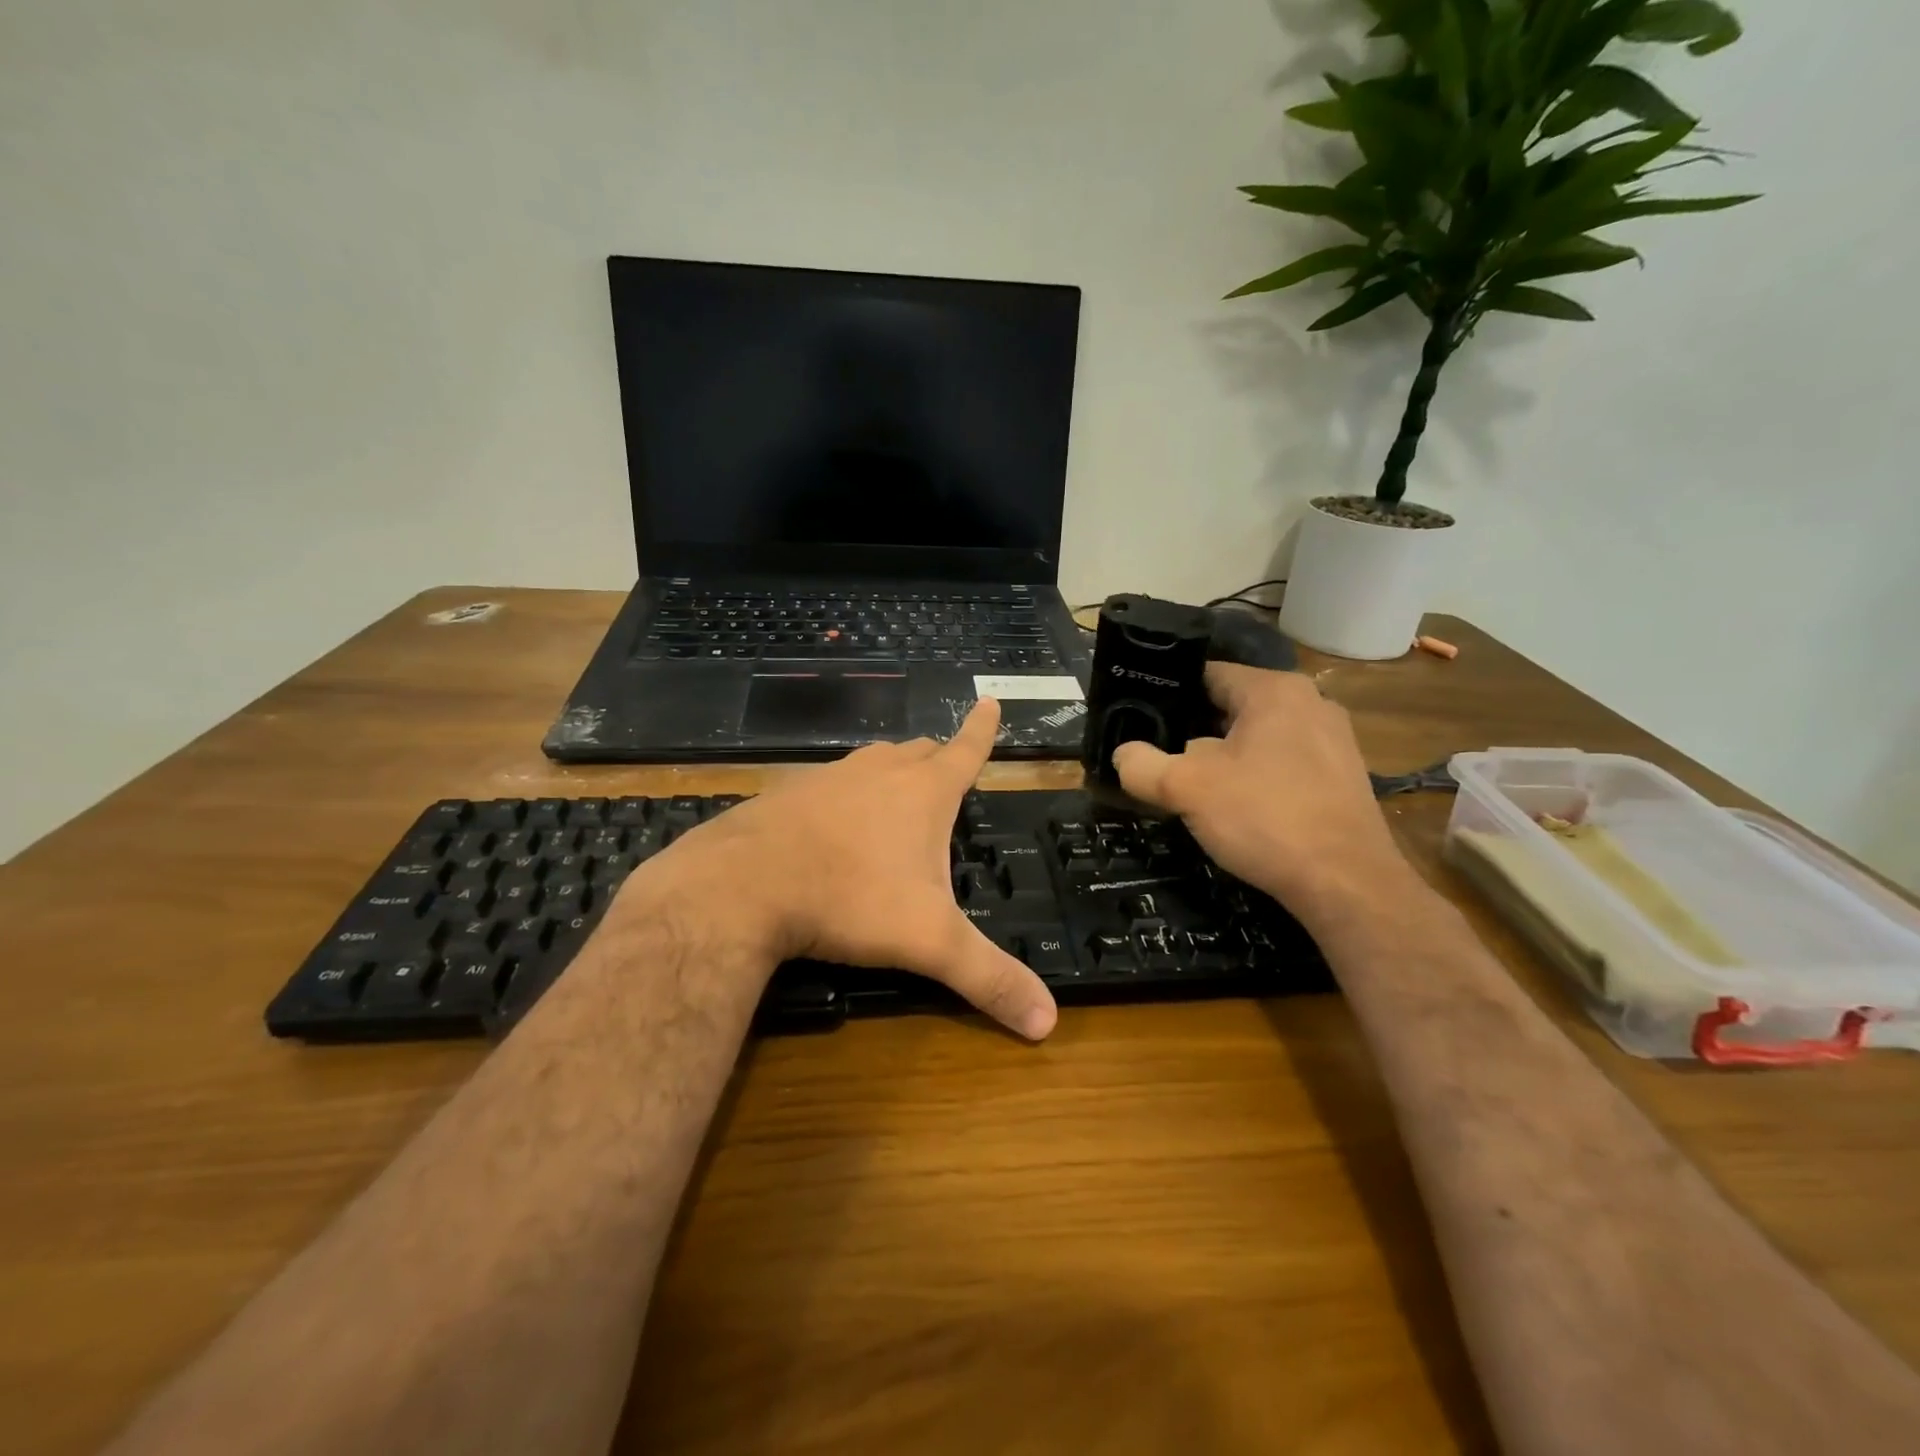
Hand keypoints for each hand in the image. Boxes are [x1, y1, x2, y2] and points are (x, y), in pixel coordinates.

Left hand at [625, 700, 1057, 1040]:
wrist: (742, 886)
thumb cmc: (850, 899)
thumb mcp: (928, 942)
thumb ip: (988, 978)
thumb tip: (1048, 1022)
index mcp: (923, 793)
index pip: (966, 750)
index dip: (982, 729)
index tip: (990, 700)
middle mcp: (878, 773)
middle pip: (918, 752)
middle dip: (937, 758)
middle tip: (945, 771)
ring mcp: (829, 778)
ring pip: (871, 763)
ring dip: (889, 773)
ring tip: (894, 796)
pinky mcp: (788, 794)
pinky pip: (828, 784)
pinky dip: (842, 795)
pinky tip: (831, 826)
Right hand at [1110, 664, 1417, 927]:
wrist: (1347, 882)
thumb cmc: (1264, 817)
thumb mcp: (1185, 788)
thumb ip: (1143, 765)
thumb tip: (1124, 755)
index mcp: (1273, 690)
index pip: (1207, 674)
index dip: (1168, 695)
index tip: (1140, 720)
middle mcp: (1310, 702)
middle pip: (1233, 706)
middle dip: (1196, 731)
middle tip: (1163, 758)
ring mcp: (1334, 739)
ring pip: (1260, 736)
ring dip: (1228, 757)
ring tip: (1198, 787)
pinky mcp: (1344, 776)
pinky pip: (1286, 762)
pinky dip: (1260, 777)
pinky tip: (1243, 809)